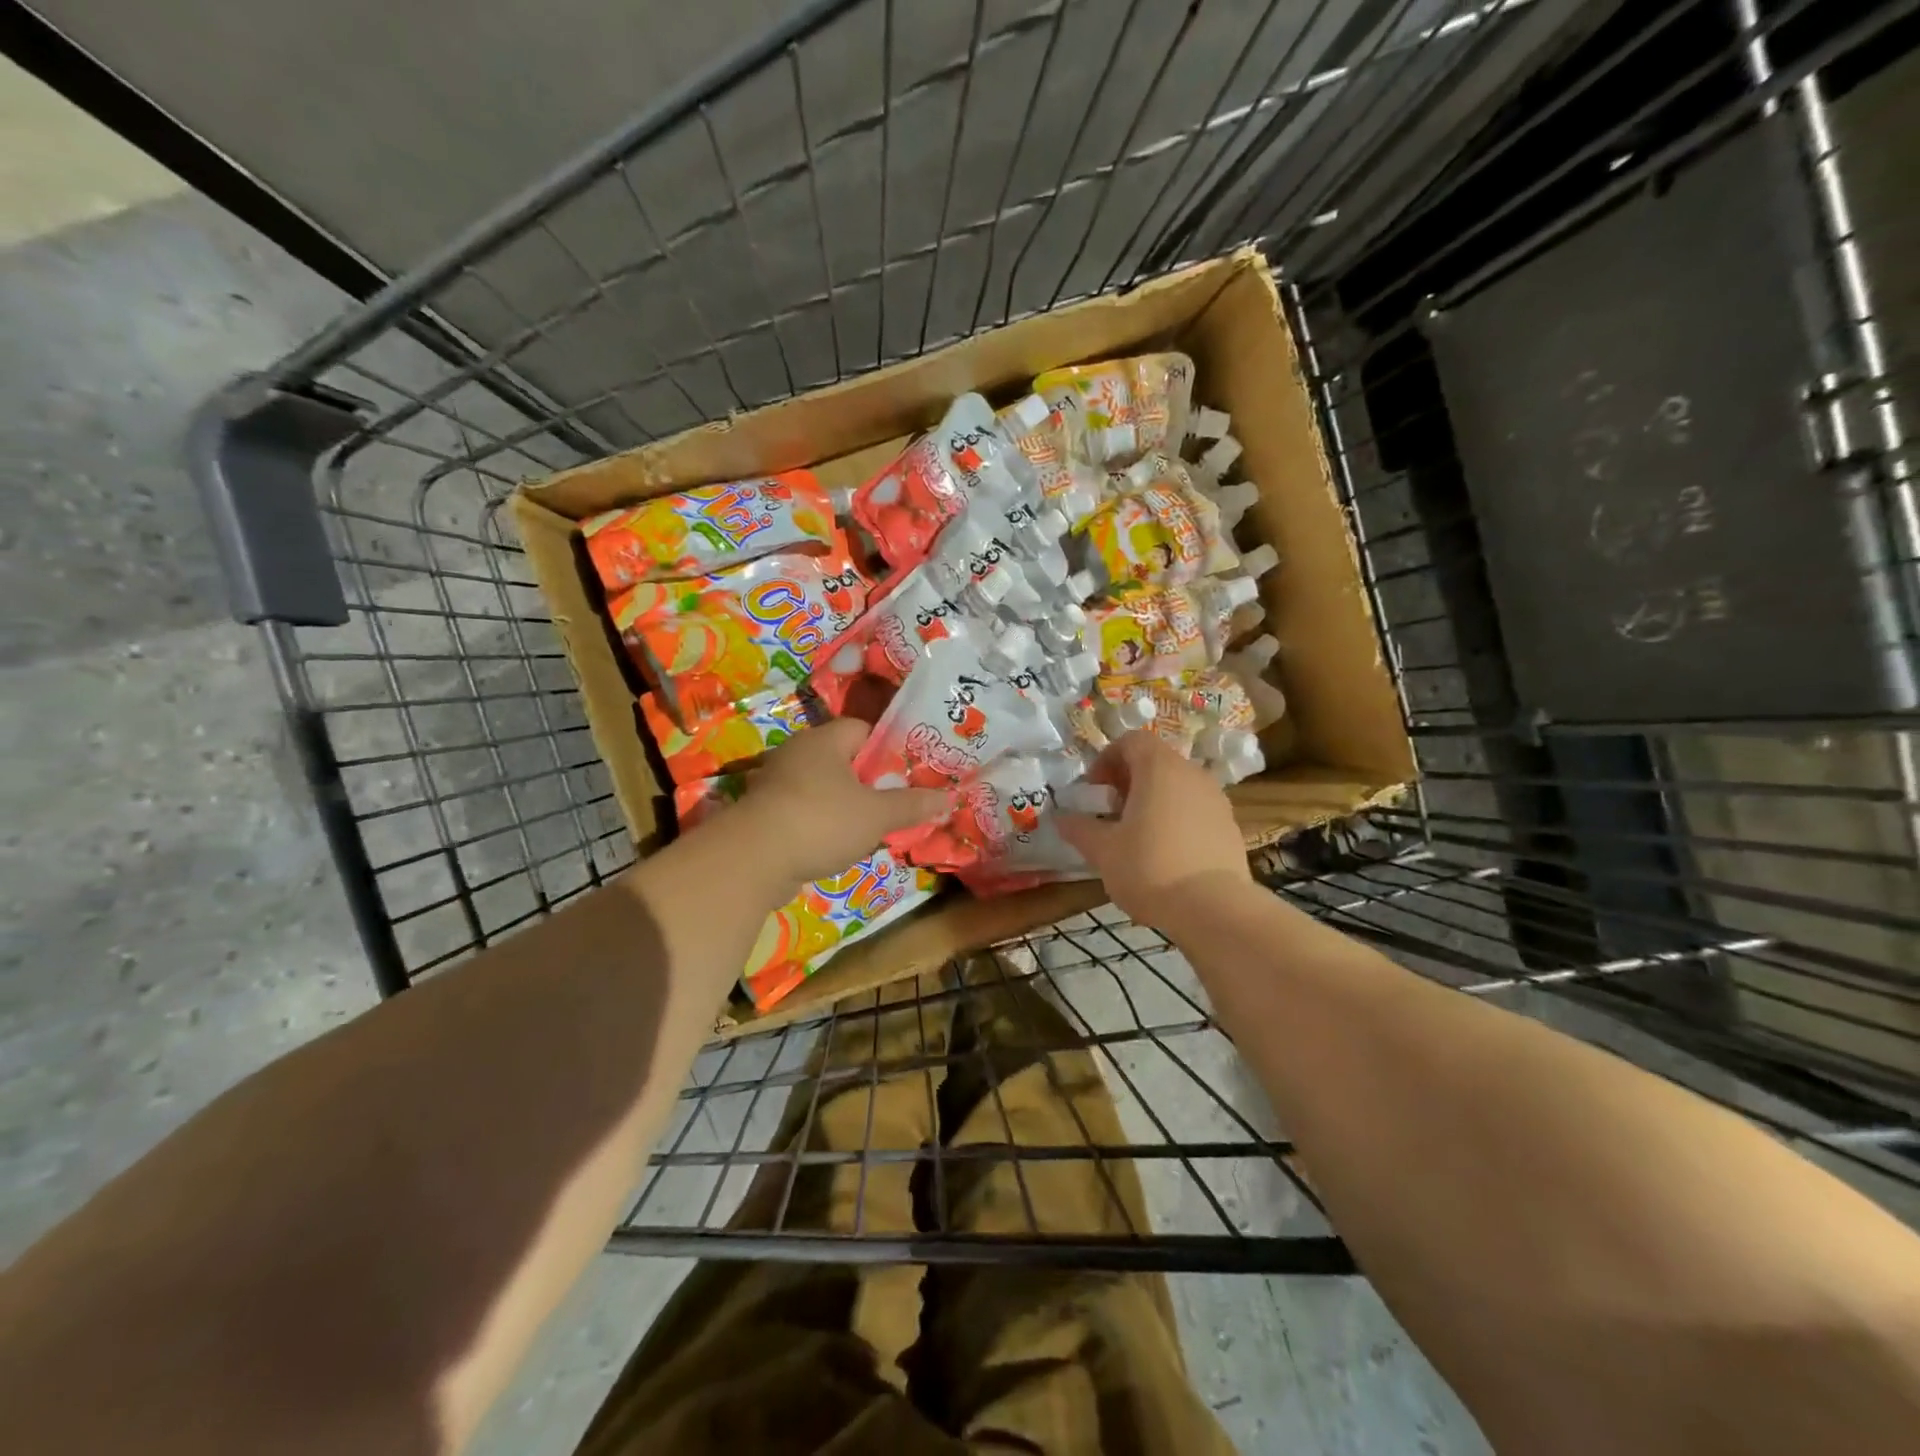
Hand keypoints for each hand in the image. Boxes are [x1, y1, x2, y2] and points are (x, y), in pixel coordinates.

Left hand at [729, 718, 950, 887]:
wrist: (753, 860)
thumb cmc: (822, 822)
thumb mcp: (877, 815)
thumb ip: (912, 805)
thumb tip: (949, 797)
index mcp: (824, 740)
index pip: (863, 729)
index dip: (888, 749)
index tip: (907, 773)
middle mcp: (797, 753)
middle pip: (843, 760)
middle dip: (869, 782)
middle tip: (895, 803)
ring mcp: (776, 783)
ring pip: (823, 788)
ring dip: (845, 806)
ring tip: (871, 828)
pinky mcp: (764, 813)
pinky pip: (803, 811)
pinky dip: (821, 824)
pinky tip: (837, 846)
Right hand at [1055, 731, 1251, 927]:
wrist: (1215, 909)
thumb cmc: (1150, 868)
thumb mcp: (1103, 851)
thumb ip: (1079, 829)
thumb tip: (1060, 818)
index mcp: (1159, 768)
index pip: (1132, 740)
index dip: (1107, 758)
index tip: (1094, 789)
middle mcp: (1192, 774)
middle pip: (1156, 761)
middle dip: (1128, 781)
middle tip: (1110, 811)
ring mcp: (1216, 799)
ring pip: (1177, 786)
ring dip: (1153, 800)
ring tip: (1136, 835)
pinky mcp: (1230, 826)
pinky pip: (1195, 810)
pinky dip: (1176, 819)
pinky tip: (1164, 854)